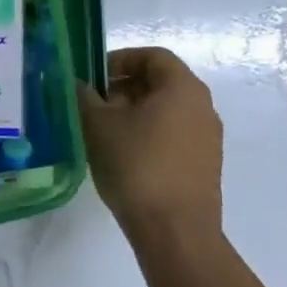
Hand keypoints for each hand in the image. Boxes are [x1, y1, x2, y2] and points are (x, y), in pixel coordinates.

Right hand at [77, 47, 223, 238]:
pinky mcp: (203, 165)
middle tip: (91, 104)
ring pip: (165, 111)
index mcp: (183, 88)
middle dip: (122, 87)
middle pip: (160, 82)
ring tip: (102, 132)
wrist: (175, 230)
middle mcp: (202, 107)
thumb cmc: (136, 166)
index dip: (119, 59)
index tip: (92, 77)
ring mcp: (207, 138)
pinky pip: (172, 136)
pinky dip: (147, 135)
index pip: (152, 56)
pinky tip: (123, 156)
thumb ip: (85, 97)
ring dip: (132, 113)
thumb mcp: (98, 126)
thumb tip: (79, 84)